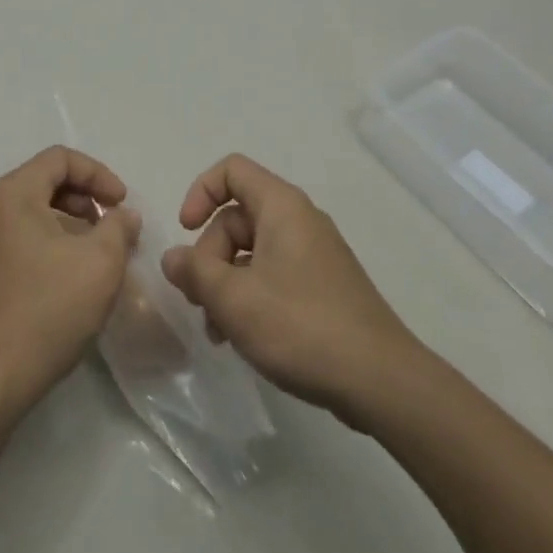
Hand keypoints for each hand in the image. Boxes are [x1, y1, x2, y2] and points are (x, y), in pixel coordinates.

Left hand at [0, 146, 140, 420]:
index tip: (123, 204)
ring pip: (33, 213)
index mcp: (11, 193)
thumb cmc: (46, 310)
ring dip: (70, 224)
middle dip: (86, 200)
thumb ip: (119, 227)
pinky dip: (50, 244)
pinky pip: (20, 238)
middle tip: (114, 229)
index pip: (60, 159)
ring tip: (98, 255)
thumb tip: (123, 215)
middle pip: (44, 182)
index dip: (99, 174)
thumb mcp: (100, 263)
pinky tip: (71, 277)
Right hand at [161, 154, 422, 423]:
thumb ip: (194, 271)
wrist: (380, 381)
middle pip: (236, 218)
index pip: (231, 170)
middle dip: (209, 257)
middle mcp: (299, 220)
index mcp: (281, 206)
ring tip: (218, 331)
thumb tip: (172, 257)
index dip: (200, 192)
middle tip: (200, 302)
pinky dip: (250, 297)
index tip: (186, 232)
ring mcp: (314, 254)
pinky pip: (273, 275)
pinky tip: (242, 338)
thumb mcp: (233, 298)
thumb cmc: (301, 326)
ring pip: (251, 252)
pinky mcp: (323, 287)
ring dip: (226, 284)